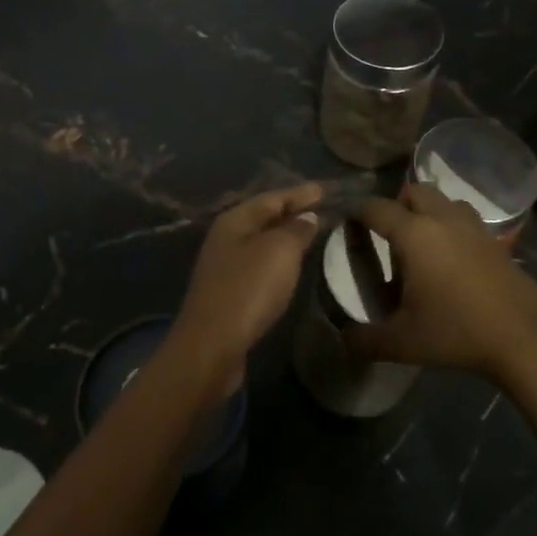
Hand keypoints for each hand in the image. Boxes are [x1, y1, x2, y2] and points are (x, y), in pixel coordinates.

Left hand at [166, 183, 323, 387]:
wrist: (212, 346)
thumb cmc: (248, 290)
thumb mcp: (279, 251)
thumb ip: (296, 229)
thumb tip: (307, 216)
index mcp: (234, 220)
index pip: (272, 197)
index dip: (299, 193)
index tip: (324, 189)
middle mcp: (225, 238)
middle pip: (263, 217)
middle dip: (292, 212)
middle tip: (322, 208)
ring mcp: (224, 266)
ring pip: (261, 242)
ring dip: (285, 236)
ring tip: (312, 233)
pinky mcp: (229, 292)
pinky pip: (259, 265)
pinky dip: (278, 259)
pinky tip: (291, 266)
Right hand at [346, 185, 536, 392]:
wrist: (525, 338)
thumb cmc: (456, 332)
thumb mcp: (401, 342)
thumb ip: (365, 340)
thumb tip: (344, 340)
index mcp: (414, 234)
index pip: (376, 208)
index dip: (357, 211)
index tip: (347, 222)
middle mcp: (443, 220)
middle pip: (414, 191)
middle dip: (395, 204)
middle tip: (386, 235)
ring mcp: (475, 228)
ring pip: (445, 201)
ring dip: (428, 211)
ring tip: (420, 244)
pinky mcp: (496, 242)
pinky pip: (466, 220)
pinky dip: (452, 228)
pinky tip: (450, 261)